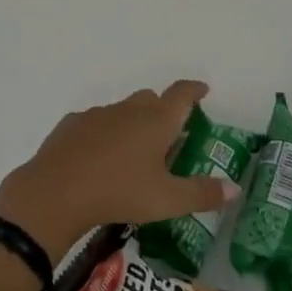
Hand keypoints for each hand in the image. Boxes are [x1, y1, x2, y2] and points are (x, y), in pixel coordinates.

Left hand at [0, 80, 233, 263]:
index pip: (181, 94)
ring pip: (123, 110)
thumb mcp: (167, 200)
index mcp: (156, 120)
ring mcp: (98, 114)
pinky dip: (105, 134)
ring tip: (135, 152)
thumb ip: (202, 193)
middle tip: (170, 134)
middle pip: (151, 99)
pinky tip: (100, 158)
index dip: (194, 90)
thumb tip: (234, 187)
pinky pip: (96, 123)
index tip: (203, 90)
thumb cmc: (119, 192)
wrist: (56, 191)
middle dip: (163, 110)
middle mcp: (129, 109)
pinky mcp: (72, 124)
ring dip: (133, 123)